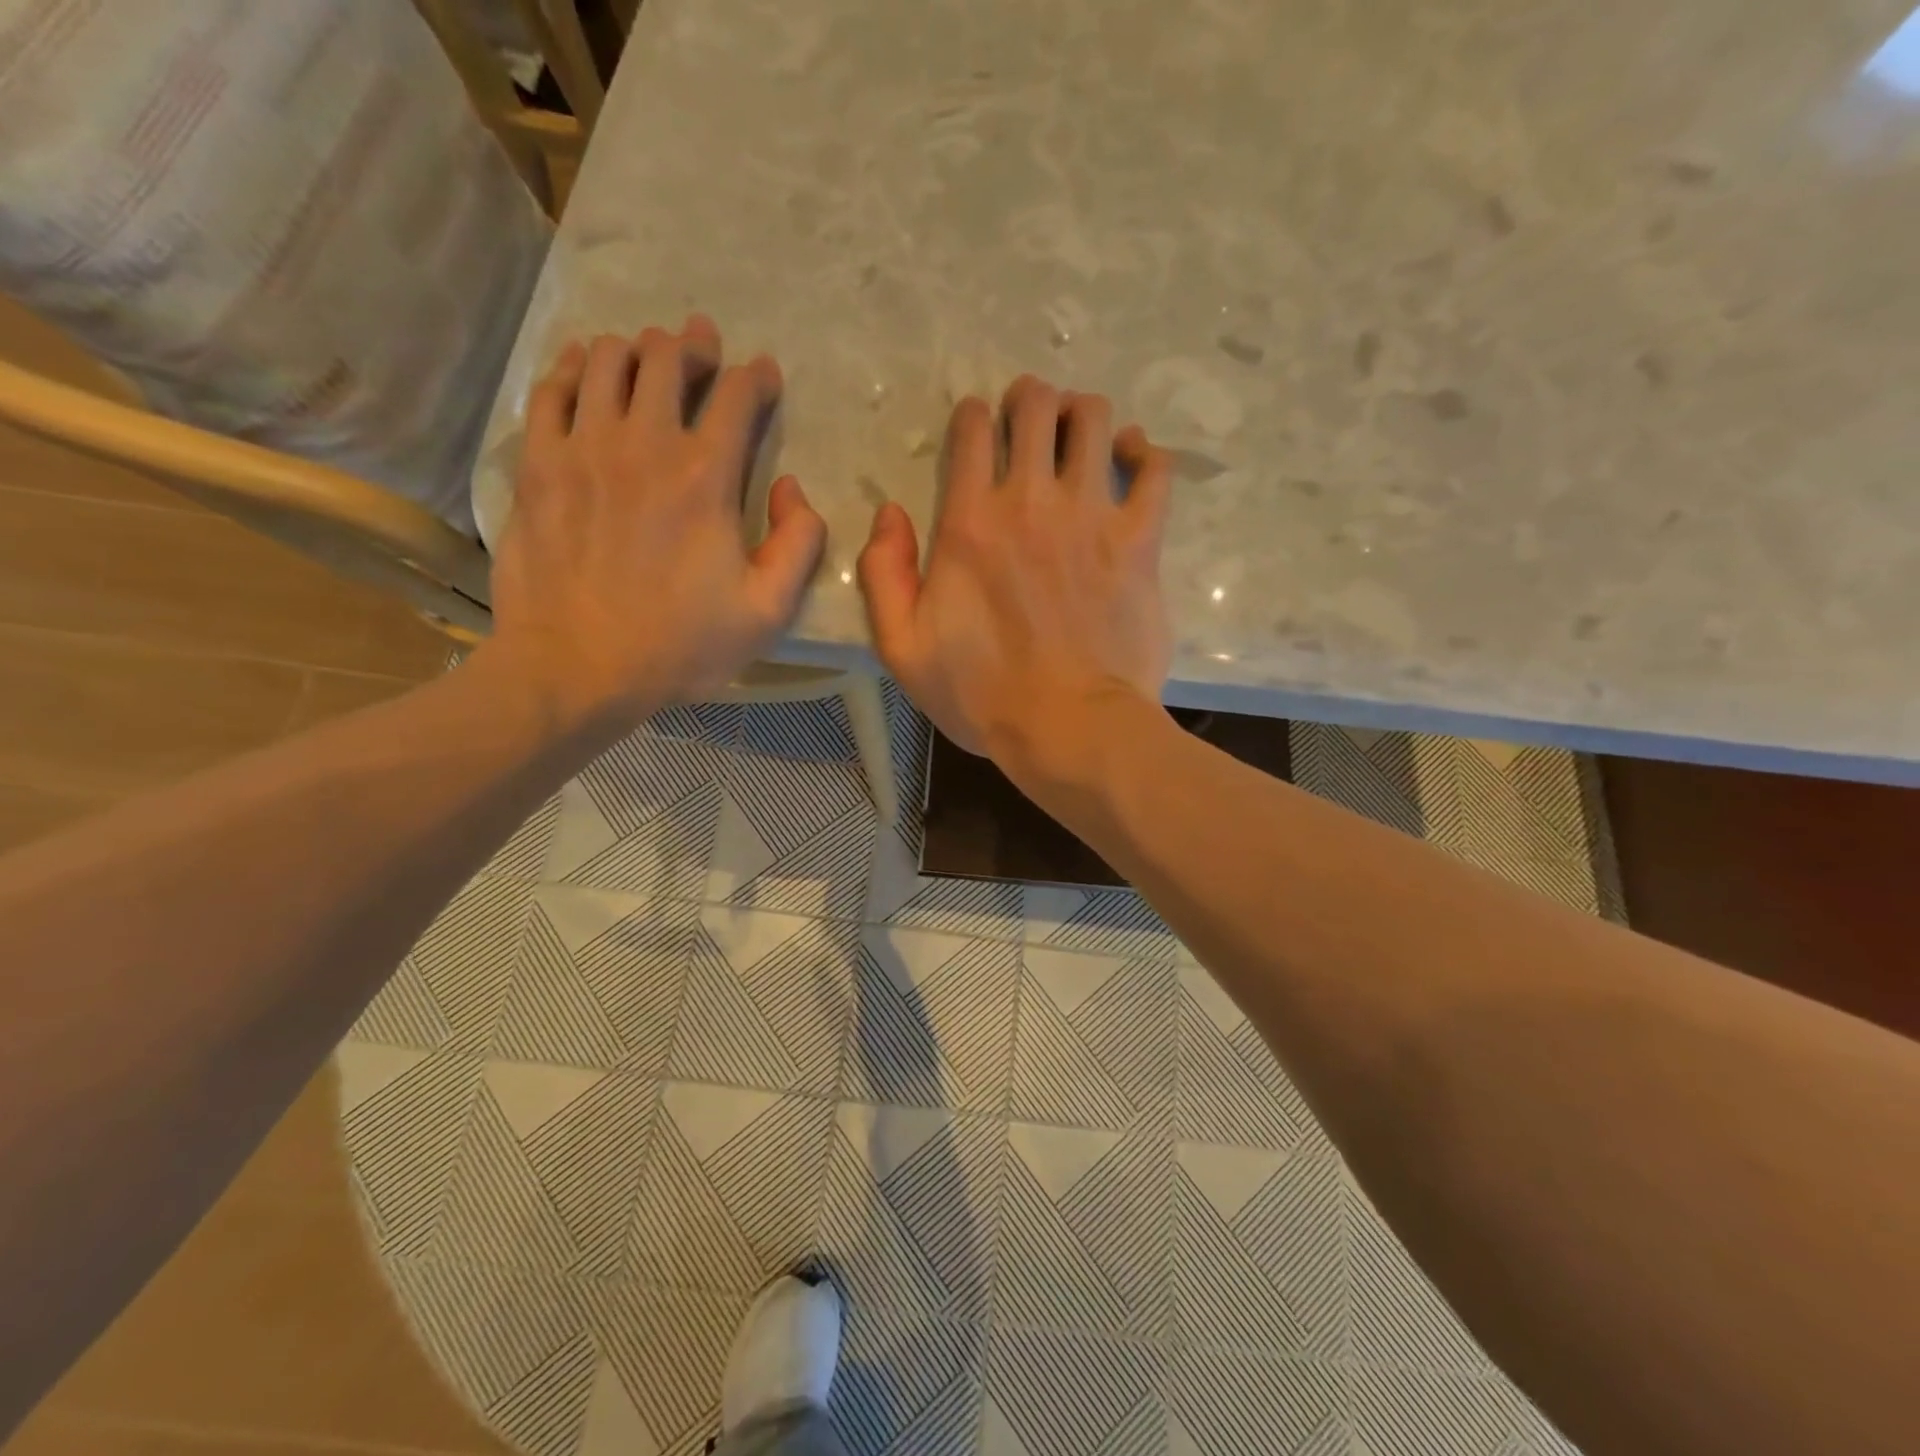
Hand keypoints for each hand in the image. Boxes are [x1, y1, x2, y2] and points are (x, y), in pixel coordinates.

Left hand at [489, 316, 824, 723]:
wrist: (576, 669)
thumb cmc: (680, 646)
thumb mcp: (768, 612)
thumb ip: (799, 545)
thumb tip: (795, 489)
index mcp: (706, 478)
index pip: (737, 396)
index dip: (756, 377)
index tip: (764, 374)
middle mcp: (644, 444)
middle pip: (666, 360)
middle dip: (692, 345)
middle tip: (701, 349)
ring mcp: (582, 448)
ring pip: (605, 361)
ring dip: (634, 350)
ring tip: (646, 358)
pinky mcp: (537, 465)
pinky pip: (550, 389)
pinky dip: (571, 367)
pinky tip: (582, 369)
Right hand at [857, 374, 1172, 775]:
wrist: (1069, 728)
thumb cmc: (981, 695)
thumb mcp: (903, 648)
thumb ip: (884, 574)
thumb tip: (889, 514)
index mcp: (970, 522)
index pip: (973, 430)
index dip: (973, 418)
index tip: (977, 433)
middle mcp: (1031, 502)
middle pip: (1036, 406)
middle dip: (1029, 401)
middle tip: (1029, 422)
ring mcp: (1092, 517)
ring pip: (1093, 421)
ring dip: (1081, 415)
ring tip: (1078, 435)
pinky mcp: (1140, 541)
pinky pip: (1154, 469)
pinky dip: (1143, 452)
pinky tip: (1132, 456)